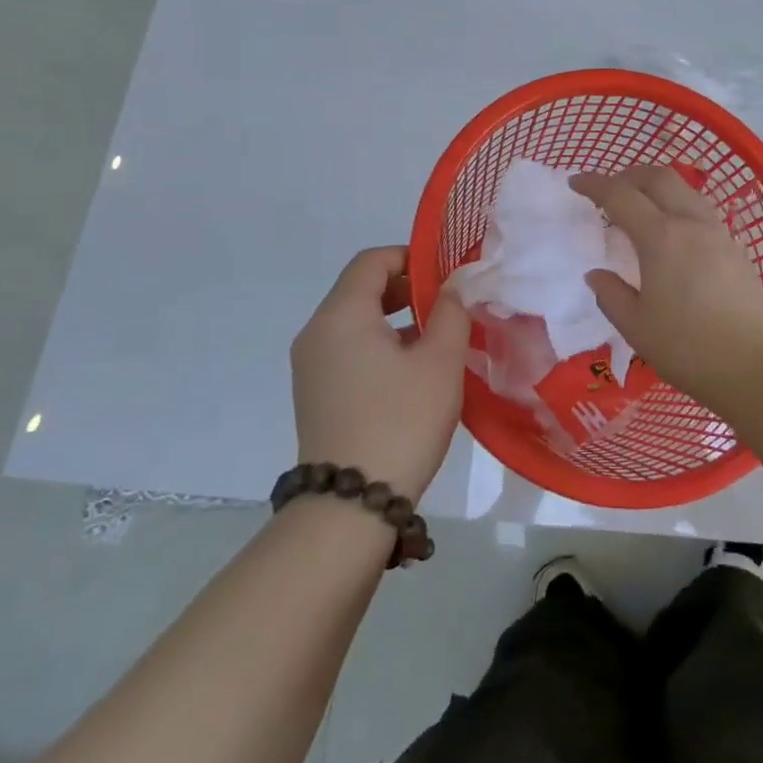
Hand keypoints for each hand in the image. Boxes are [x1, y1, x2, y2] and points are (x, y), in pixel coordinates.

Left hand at [291, 247, 471, 499]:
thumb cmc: (401, 421)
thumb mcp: (440, 362)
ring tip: (437, 338)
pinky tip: (412, 371)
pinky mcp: (315, 394)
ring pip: (355, 321)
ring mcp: (310, 366)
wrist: (350, 506)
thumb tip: (452, 288)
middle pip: (360, 289)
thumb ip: (451, 313)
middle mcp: (317, 332)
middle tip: (447, 304)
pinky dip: (379, 345)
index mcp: (341, 315)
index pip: (371, 261)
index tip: (446, 274)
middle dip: (406, 288)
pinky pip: (348, 350)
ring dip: (395, 319)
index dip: (410, 256)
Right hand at [570, 167, 762, 406]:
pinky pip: (702, 211)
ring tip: (641, 207)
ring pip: (686, 190)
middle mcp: (691, 224)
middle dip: (629, 175)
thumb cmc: (688, 349)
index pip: (620, 196)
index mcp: (661, 238)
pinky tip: (674, 234)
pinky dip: (679, 206)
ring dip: (658, 187)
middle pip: (659, 178)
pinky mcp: (737, 249)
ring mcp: (719, 233)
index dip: (594, 184)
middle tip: (609, 190)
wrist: (756, 368)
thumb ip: (611, 294)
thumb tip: (597, 275)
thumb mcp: (636, 327)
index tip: (575, 182)